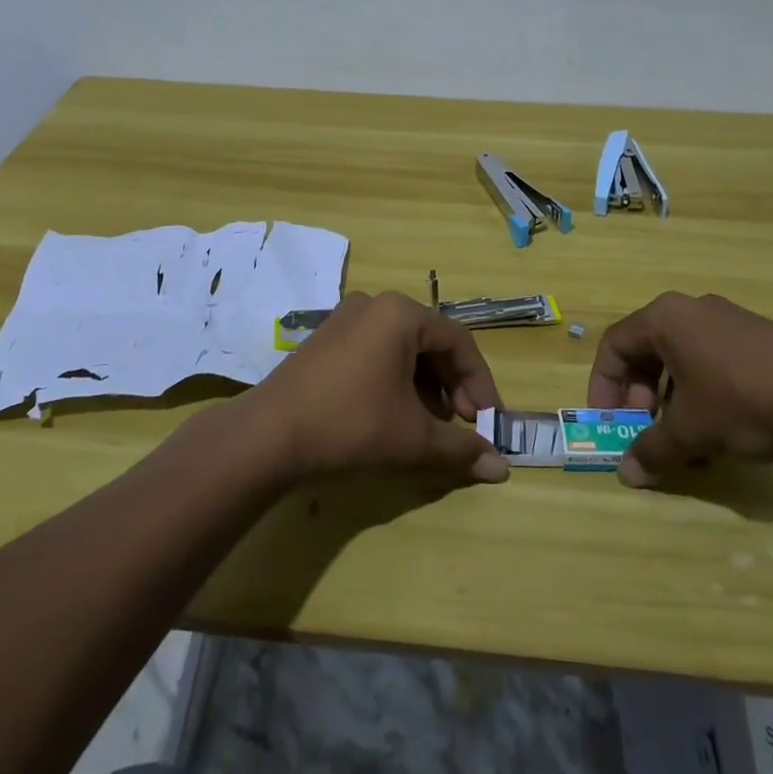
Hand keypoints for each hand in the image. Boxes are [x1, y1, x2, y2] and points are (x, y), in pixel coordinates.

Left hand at [241, 291, 509, 484]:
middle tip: (463, 423)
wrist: (269, 435)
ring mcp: (346, 317)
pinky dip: (396, 376)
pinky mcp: (327, 337)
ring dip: (426, 383)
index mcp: (401, 313)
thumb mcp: (412, 438)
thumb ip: (460, 449)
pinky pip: (376, 349)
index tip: (490, 421)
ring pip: (403, 346)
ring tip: (431, 422)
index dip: (480, 383)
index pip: (458, 342)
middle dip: (452, 384)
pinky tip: (395, 410)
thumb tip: (503, 469)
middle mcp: (375, 304)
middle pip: (430, 340)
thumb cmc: (351, 424)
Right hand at [588, 291, 772, 487]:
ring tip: (686, 441)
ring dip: (671, 400)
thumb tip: (626, 474)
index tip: (608, 422)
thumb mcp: (691, 431)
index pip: (614, 345)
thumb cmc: (743, 401)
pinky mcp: (755, 335)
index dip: (603, 386)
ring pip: (680, 358)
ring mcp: (726, 319)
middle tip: (647, 432)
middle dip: (640, 397)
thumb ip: (653, 450)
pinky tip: (721, 430)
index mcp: (664, 318)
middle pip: (646, 350)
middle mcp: (690, 309)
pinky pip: (710, 359)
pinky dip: (700, 392)